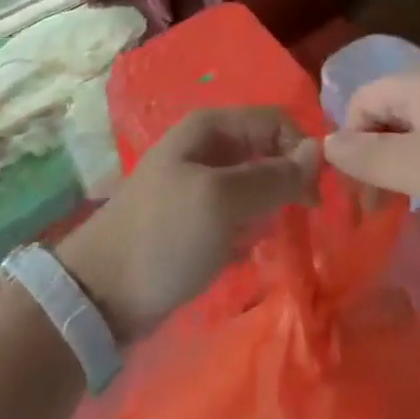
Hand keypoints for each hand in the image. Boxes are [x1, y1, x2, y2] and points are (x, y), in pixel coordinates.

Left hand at [58, 106, 319, 343]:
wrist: (100, 296)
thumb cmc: (164, 236)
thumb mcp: (222, 201)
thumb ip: (274, 176)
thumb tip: (319, 151)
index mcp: (210, 127)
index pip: (276, 122)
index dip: (301, 151)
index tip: (316, 195)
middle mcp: (207, 146)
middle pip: (267, 151)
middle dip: (288, 181)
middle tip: (305, 219)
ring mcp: (200, 183)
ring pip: (255, 184)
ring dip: (271, 208)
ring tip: (273, 237)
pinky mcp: (196, 218)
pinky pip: (239, 212)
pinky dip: (250, 228)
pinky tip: (248, 251)